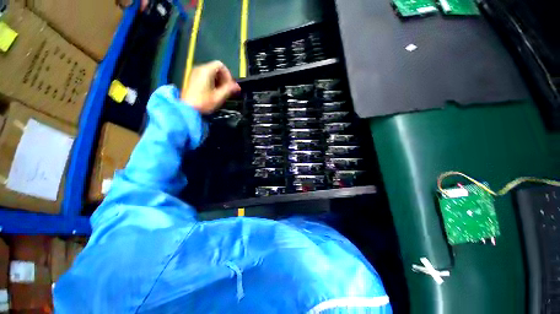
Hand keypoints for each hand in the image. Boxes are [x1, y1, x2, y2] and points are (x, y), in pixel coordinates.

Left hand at [181, 61, 240, 113]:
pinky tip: (213, 92)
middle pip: (215, 68)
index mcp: (206, 71)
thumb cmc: (203, 102)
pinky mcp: (192, 79)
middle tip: (227, 89)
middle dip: (223, 78)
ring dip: (218, 80)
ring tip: (221, 92)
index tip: (230, 85)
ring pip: (210, 72)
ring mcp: (194, 73)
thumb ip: (229, 89)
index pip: (221, 65)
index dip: (228, 74)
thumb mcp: (219, 96)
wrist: (187, 109)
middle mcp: (199, 69)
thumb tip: (237, 86)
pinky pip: (205, 76)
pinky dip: (212, 81)